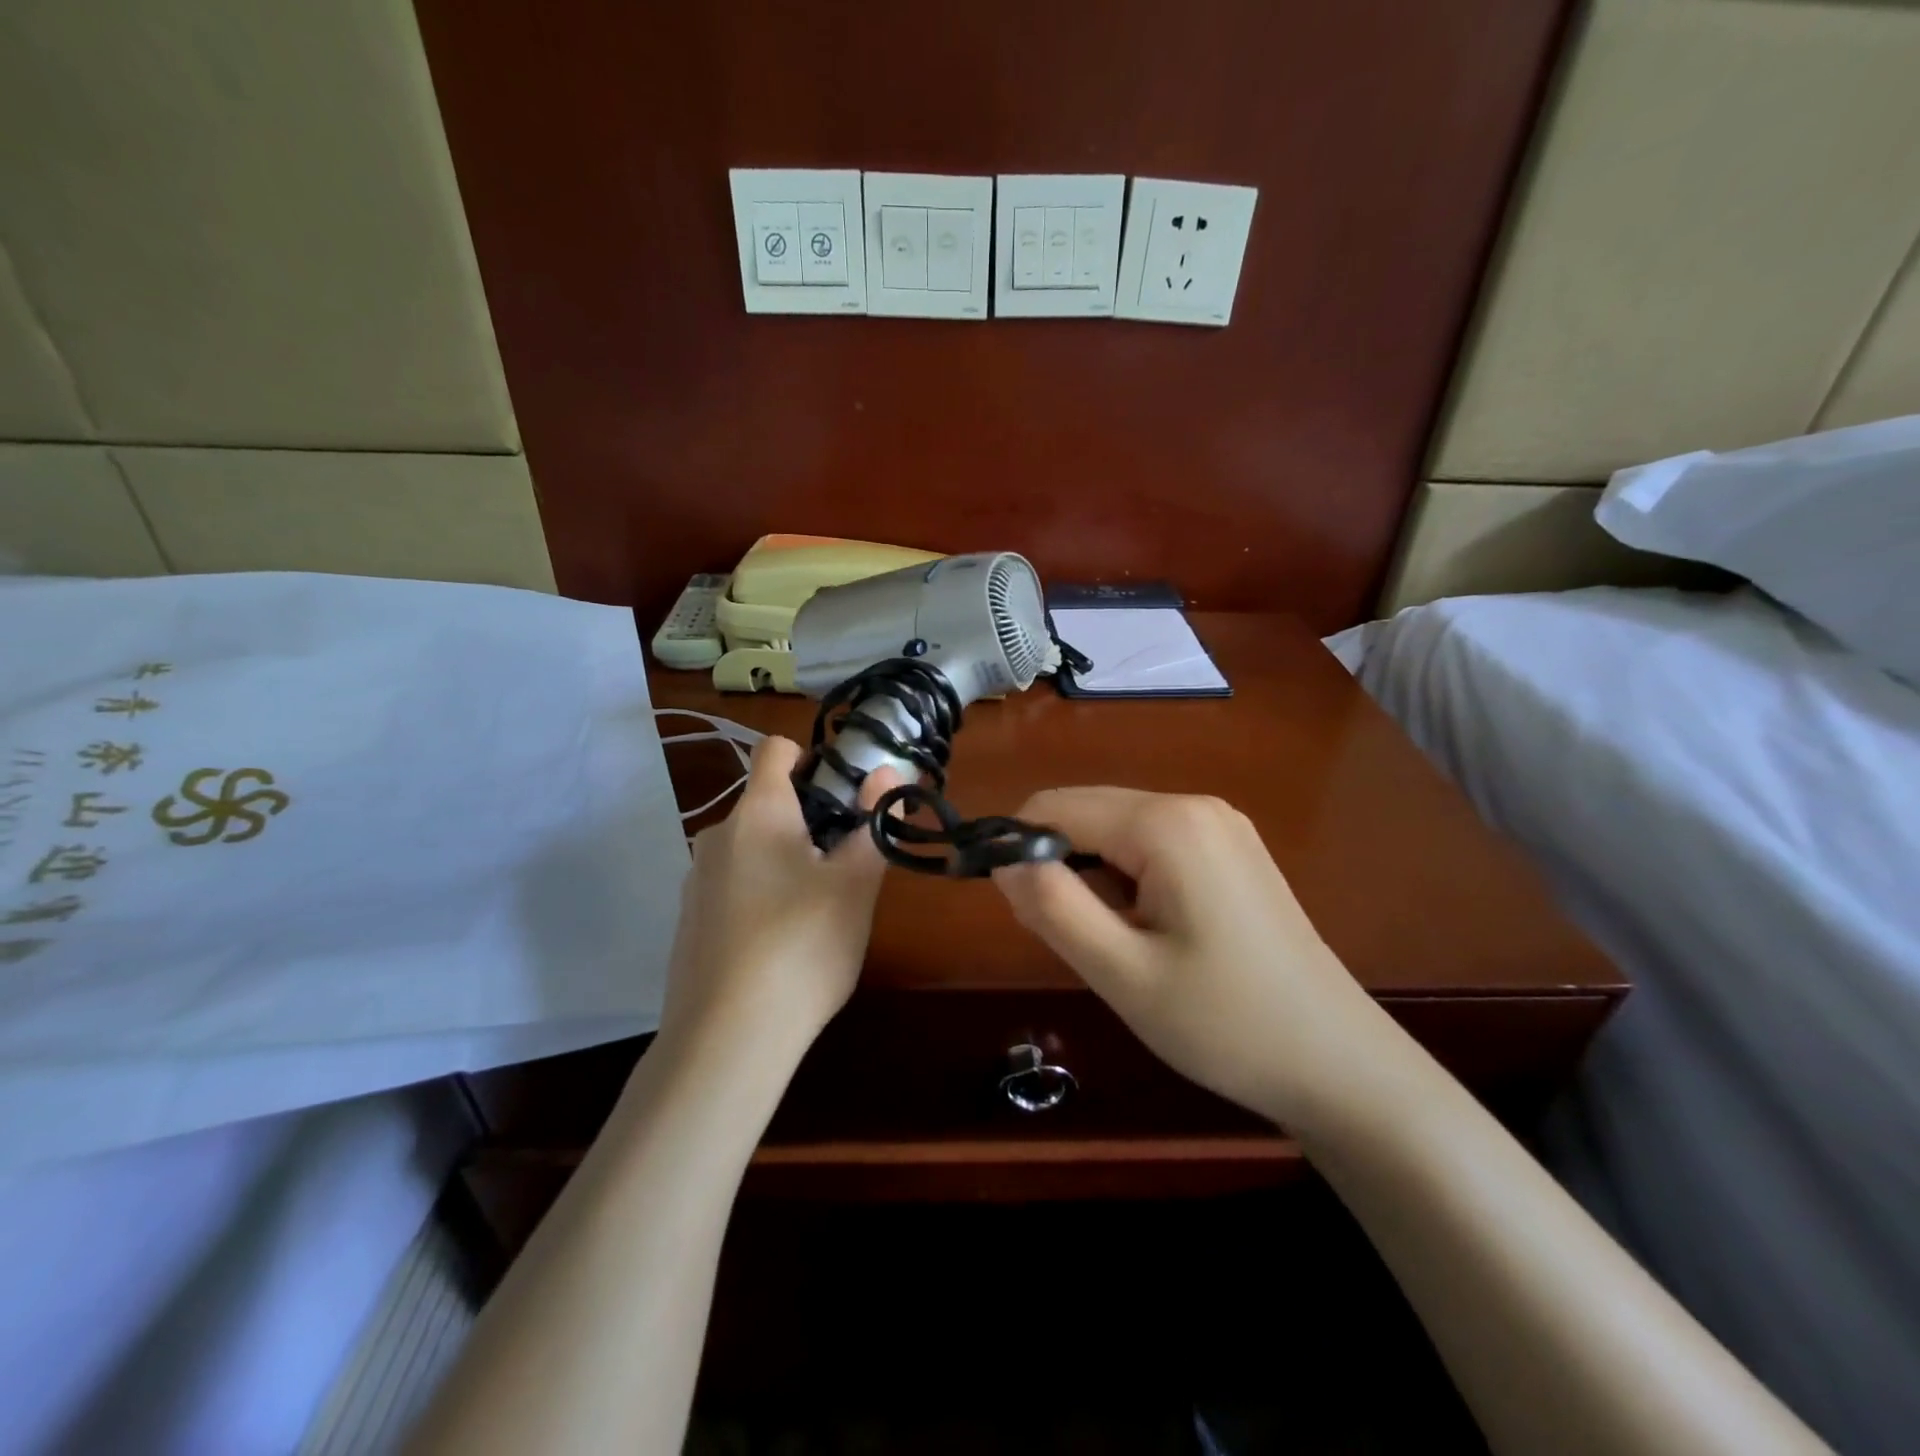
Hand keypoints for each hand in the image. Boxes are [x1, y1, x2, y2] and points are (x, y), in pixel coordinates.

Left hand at [657, 737, 898, 1063]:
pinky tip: (782, 944)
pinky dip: (762, 894)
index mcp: (758, 813)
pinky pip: (734, 885)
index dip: (814, 757)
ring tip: (820, 910)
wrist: (726, 1040)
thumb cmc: (802, 947)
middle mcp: (718, 835)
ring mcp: (697, 880)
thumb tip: (889, 771)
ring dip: (788, 859)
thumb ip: (874, 823)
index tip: (846, 793)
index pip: (776, 749)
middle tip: (847, 865)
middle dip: (812, 820)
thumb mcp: (855, 885)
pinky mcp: (689, 921)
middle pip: (769, 802)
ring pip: (753, 848)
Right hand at [993, 789, 1390, 1126]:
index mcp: (1166, 822)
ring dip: (1092, 875)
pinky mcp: (1232, 850)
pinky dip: (1127, 878)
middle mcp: (1194, 804)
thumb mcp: (1121, 972)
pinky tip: (1148, 931)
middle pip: (1088, 812)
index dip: (1017, 848)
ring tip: (1112, 944)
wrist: (1340, 1065)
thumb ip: (1052, 906)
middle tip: (1064, 938)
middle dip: (1057, 863)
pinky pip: (1153, 845)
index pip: (1056, 806)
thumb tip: (1002, 859)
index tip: (1012, 909)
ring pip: (1117, 830)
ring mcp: (1221, 824)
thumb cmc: (1224, 1023)